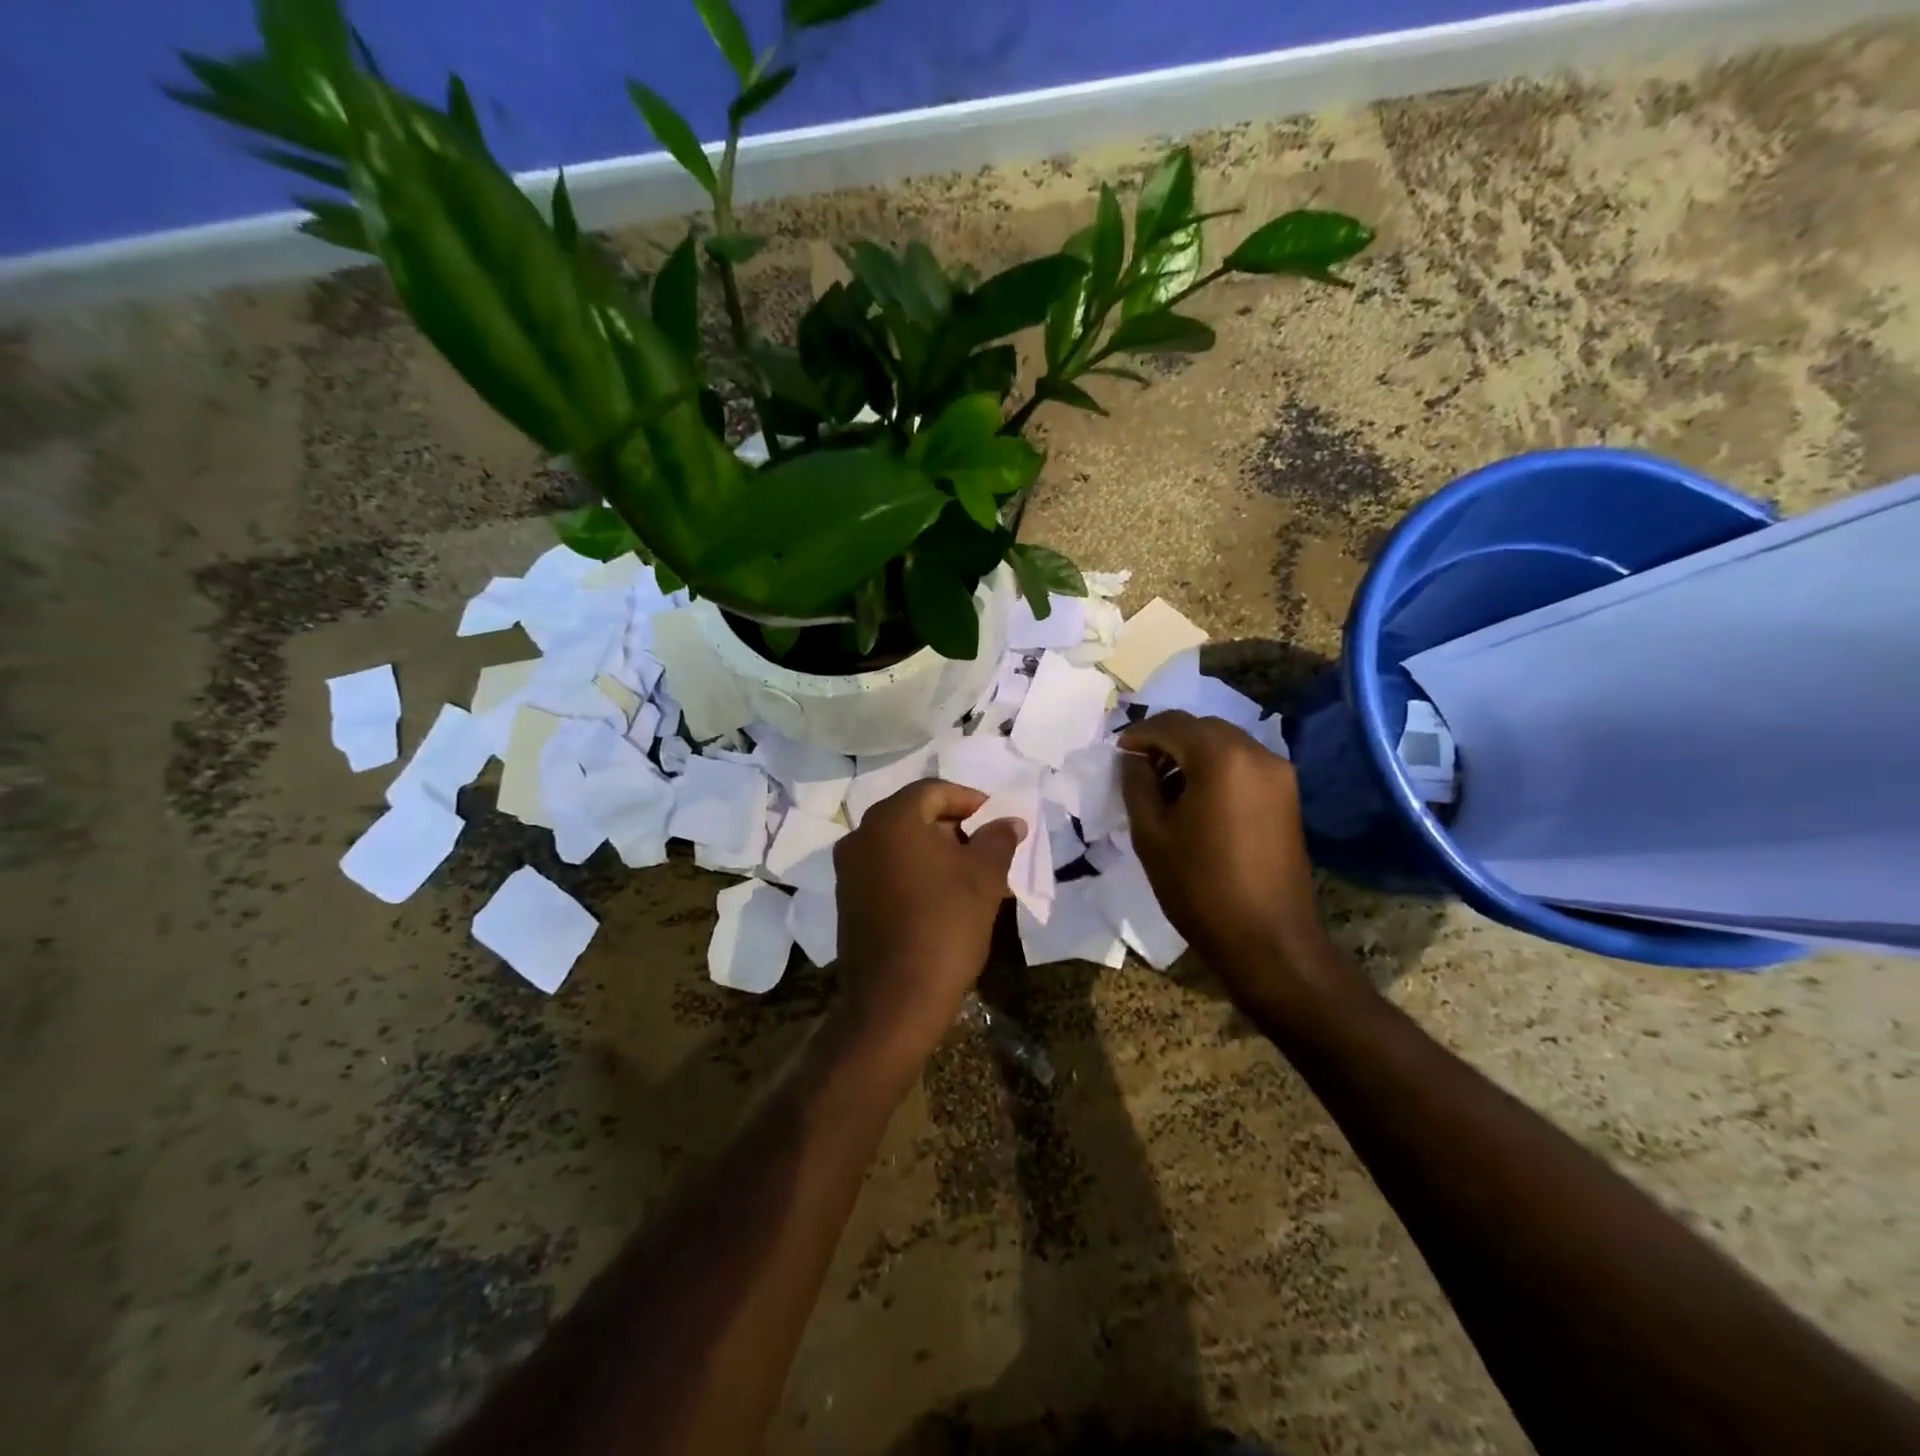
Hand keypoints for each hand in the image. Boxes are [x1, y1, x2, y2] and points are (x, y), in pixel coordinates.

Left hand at [830, 780, 1025, 1073]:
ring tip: (973, 878)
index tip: (998, 822)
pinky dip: (916, 874)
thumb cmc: (945, 926)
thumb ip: (998, 839)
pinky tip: (944, 899)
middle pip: (915, 816)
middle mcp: (862, 835)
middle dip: (956, 829)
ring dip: (938, 854)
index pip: (934, 791)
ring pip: (902, 846)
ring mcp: (849, 869)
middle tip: (988, 851)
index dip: (971, 801)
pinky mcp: (848, 900)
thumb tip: (1010, 821)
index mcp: (891, 819)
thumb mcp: (984, 878)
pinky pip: (888, 871)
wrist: (894, 1000)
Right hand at [1118, 711, 1328, 1001]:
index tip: (1117, 754)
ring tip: (1163, 787)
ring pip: (1224, 743)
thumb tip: (1132, 758)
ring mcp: (1278, 774)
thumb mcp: (1151, 834)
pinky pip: (1243, 764)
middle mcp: (1256, 753)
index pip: (1172, 724)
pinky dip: (1215, 768)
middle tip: (1138, 768)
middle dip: (1166, 740)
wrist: (1268, 939)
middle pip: (1202, 728)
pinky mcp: (1287, 795)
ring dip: (1191, 753)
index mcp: (1221, 758)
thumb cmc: (1200, 886)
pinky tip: (1195, 798)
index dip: (1139, 734)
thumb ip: (1137, 784)